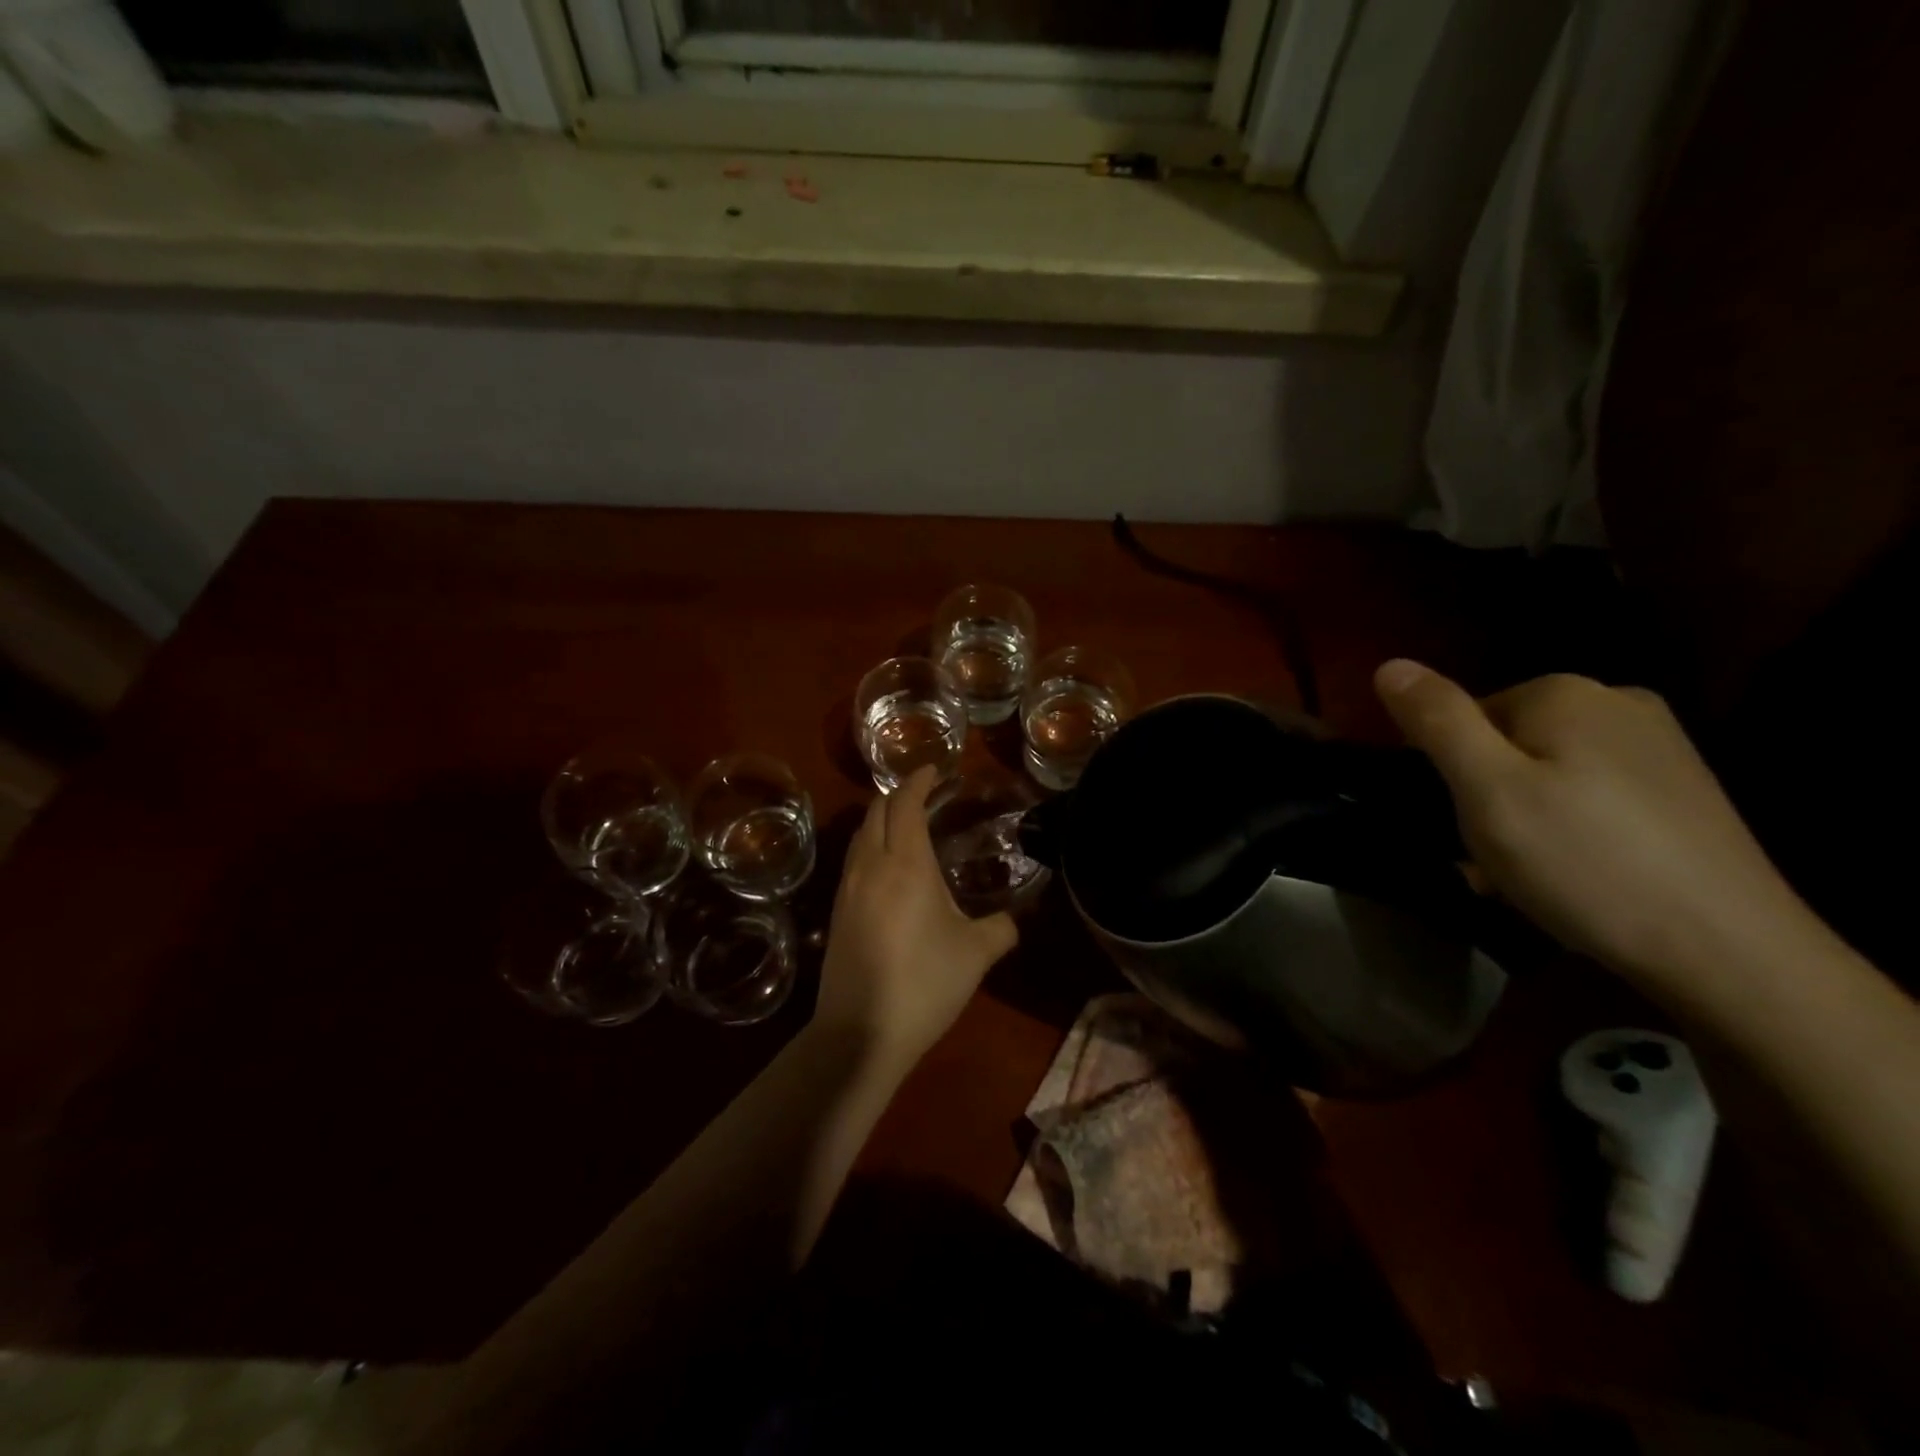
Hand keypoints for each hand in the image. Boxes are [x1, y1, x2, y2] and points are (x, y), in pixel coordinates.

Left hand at [814, 767, 1018, 1072]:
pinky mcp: (837, 913)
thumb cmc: (924, 983)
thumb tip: (1014, 920)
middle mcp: (870, 866)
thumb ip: (1001, 929)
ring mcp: (848, 889)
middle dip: (898, 794)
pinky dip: (870, 845)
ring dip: (880, 819)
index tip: (934, 769)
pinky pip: (853, 860)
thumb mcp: (976, 954)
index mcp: (905, 863)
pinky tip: (885, 867)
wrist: (860, 1033)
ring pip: (860, 835)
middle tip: (924, 793)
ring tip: (905, 823)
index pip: (906, 804)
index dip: (918, 781)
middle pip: (876, 812)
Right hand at [1373, 660, 1811, 998]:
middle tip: (1489, 862)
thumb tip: (1389, 665)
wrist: (1730, 951)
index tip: (1459, 827)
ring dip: (1521, 819)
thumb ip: (1436, 721)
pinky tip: (1578, 876)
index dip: (1447, 774)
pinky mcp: (1684, 791)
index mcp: (1564, 693)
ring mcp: (1660, 746)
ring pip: (1546, 773)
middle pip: (1505, 743)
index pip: (1462, 716)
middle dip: (1485, 798)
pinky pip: (1590, 797)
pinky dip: (1568, 830)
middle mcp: (1617, 702)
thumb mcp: (1487, 790)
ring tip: (1531, 878)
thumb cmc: (1584, 861)